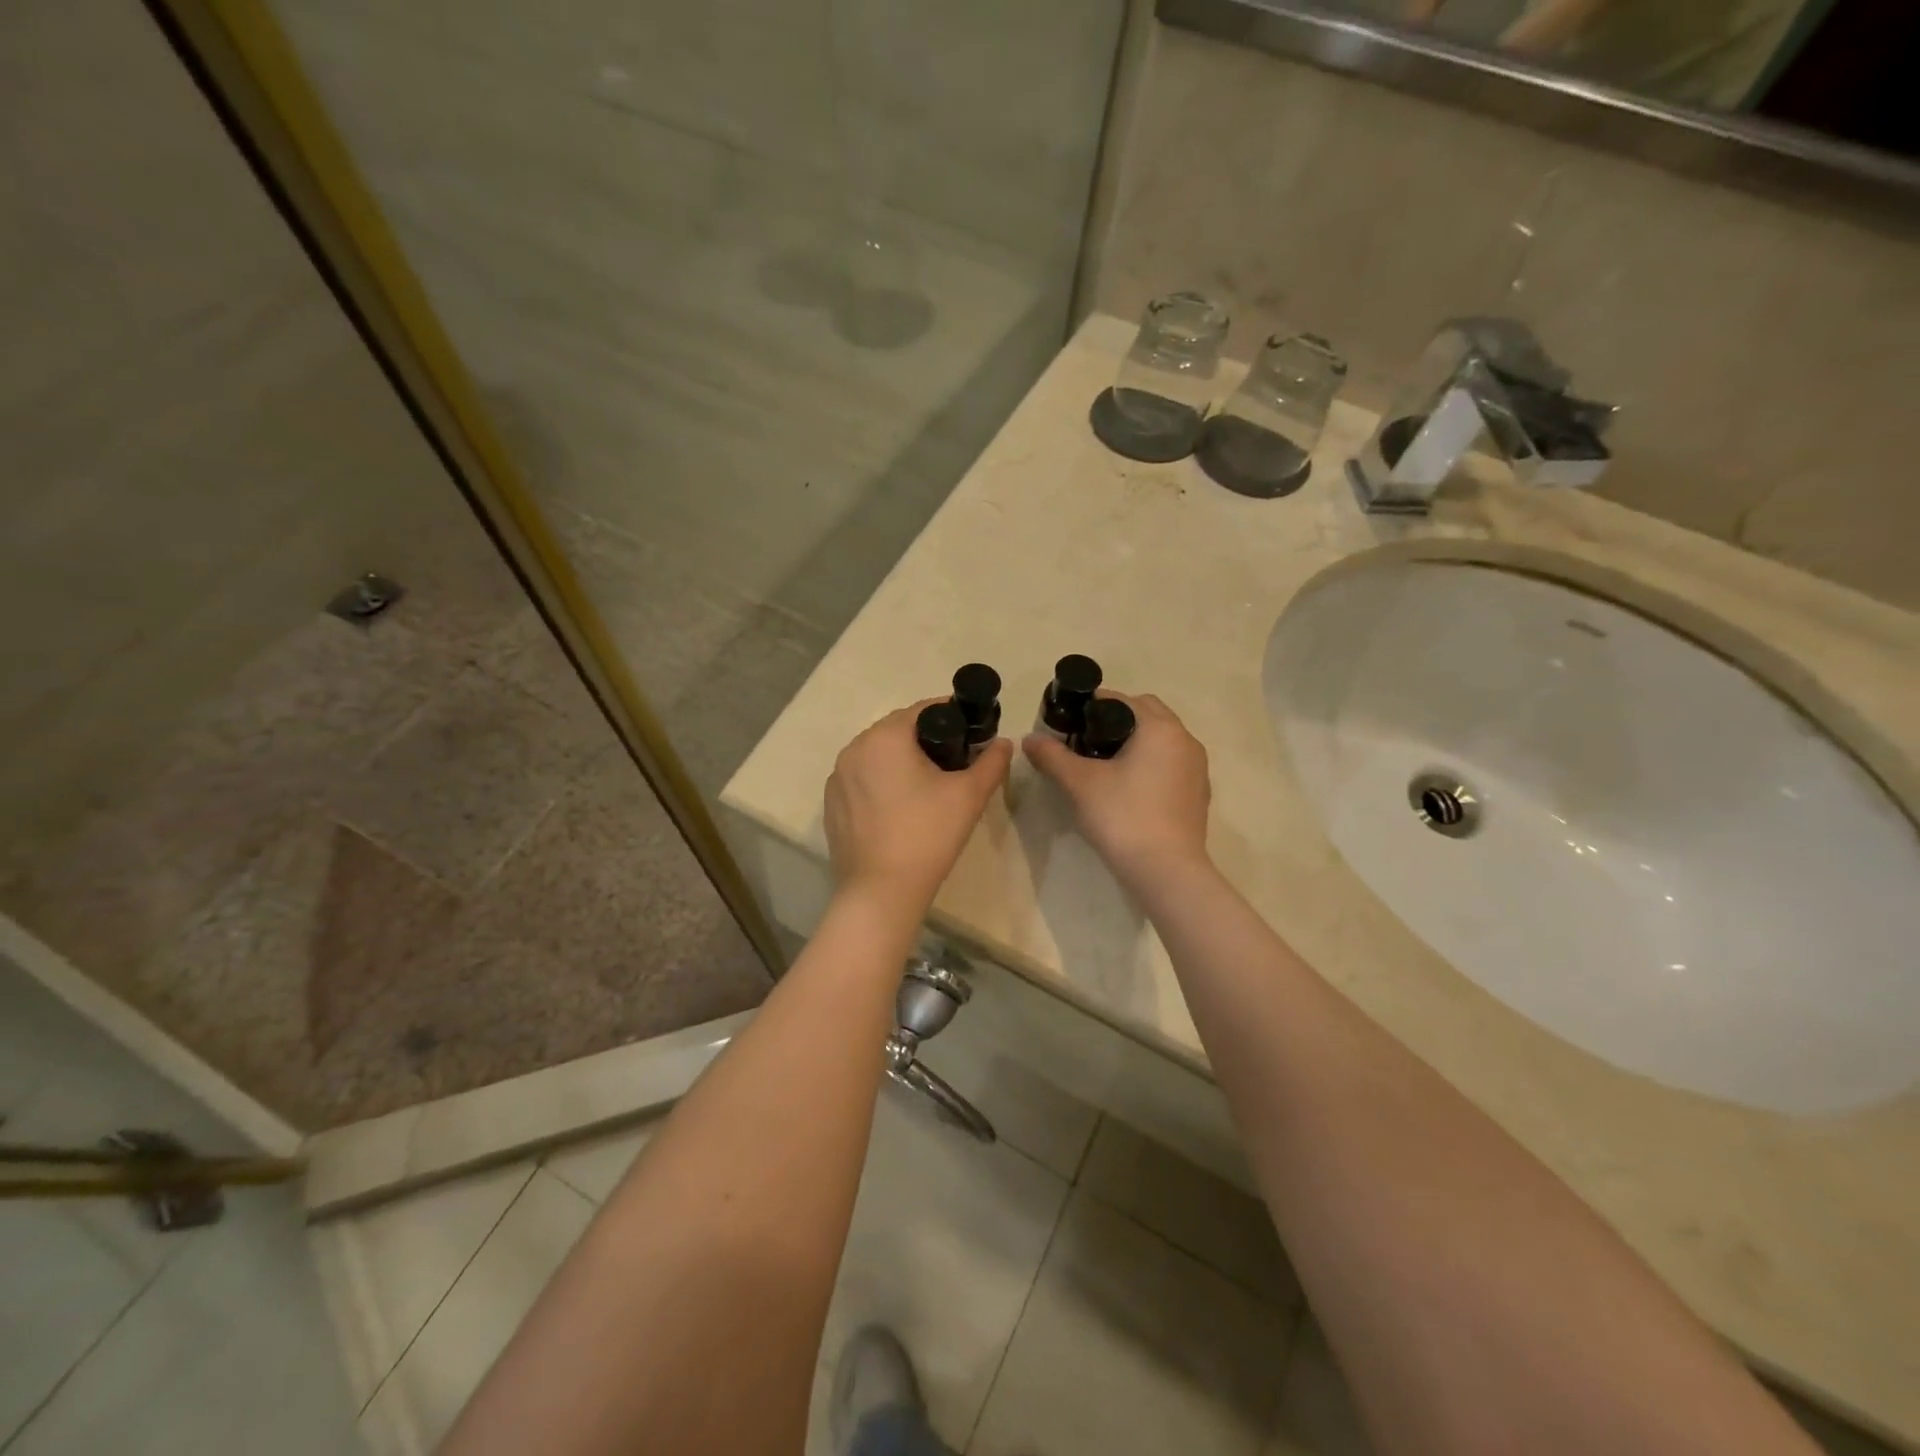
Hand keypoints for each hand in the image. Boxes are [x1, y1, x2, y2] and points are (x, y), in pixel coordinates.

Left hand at [825, 700, 1011, 912]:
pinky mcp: (832, 805)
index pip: (924, 709)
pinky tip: (901, 810)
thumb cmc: (928, 836)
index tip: (973, 735)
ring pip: (878, 756)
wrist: (881, 892)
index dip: (953, 717)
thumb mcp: (969, 795)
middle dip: (927, 740)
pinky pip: (862, 780)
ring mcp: (837, 778)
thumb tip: (1004, 743)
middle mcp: (854, 748)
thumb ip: (991, 762)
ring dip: (902, 762)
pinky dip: (882, 784)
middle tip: (956, 763)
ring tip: (929, 788)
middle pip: (898, 731)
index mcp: (884, 736)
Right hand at [1024, 692, 1211, 889]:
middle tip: (1086, 741)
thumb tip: (1029, 739)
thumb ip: (1052, 756)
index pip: (1123, 700)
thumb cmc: (1122, 817)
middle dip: (1117, 720)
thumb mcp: (1079, 783)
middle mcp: (1185, 740)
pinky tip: (1129, 788)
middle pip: (1147, 714)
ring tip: (1105, 764)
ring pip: (1162, 740)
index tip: (1070, 722)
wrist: (1166, 871)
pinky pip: (1171, 764)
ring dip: (1136, 742)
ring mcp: (1197, 768)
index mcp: (1160, 728)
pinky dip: (1150, 764)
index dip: (1093, 705)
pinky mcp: (1198, 794)